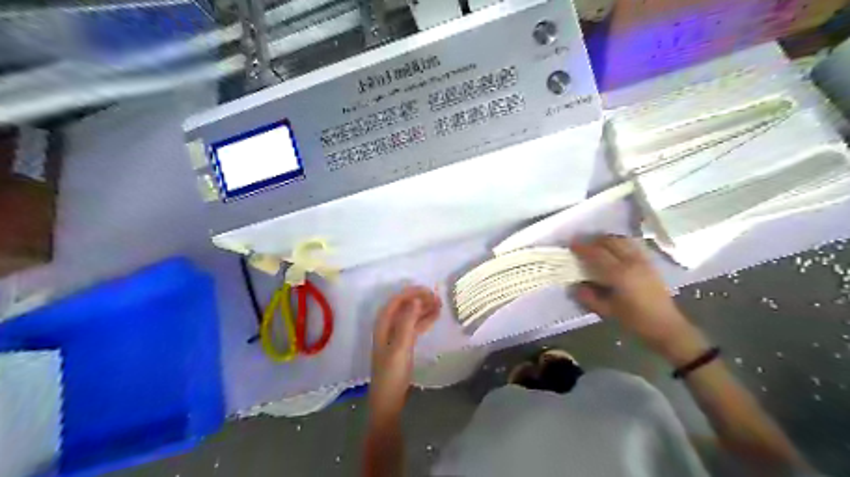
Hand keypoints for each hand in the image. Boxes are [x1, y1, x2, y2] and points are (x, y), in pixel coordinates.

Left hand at [370, 286, 441, 419]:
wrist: (389, 400)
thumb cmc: (392, 373)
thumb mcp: (400, 347)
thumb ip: (407, 322)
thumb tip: (416, 300)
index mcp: (382, 325)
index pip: (396, 301)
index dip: (411, 293)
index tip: (428, 290)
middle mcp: (387, 327)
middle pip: (403, 306)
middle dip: (419, 299)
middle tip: (437, 297)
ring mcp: (395, 336)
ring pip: (410, 316)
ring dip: (423, 308)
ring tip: (440, 304)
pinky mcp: (403, 344)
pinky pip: (414, 326)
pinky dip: (424, 320)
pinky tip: (435, 317)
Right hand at [570, 234, 704, 360]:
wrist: (667, 327)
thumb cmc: (636, 321)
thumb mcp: (608, 312)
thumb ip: (589, 297)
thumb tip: (574, 286)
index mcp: (619, 274)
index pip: (597, 254)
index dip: (582, 247)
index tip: (571, 244)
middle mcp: (632, 263)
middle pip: (610, 241)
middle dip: (594, 240)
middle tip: (582, 244)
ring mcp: (643, 261)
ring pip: (623, 241)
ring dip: (607, 240)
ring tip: (596, 245)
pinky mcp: (650, 264)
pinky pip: (632, 246)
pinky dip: (619, 243)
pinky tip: (614, 251)